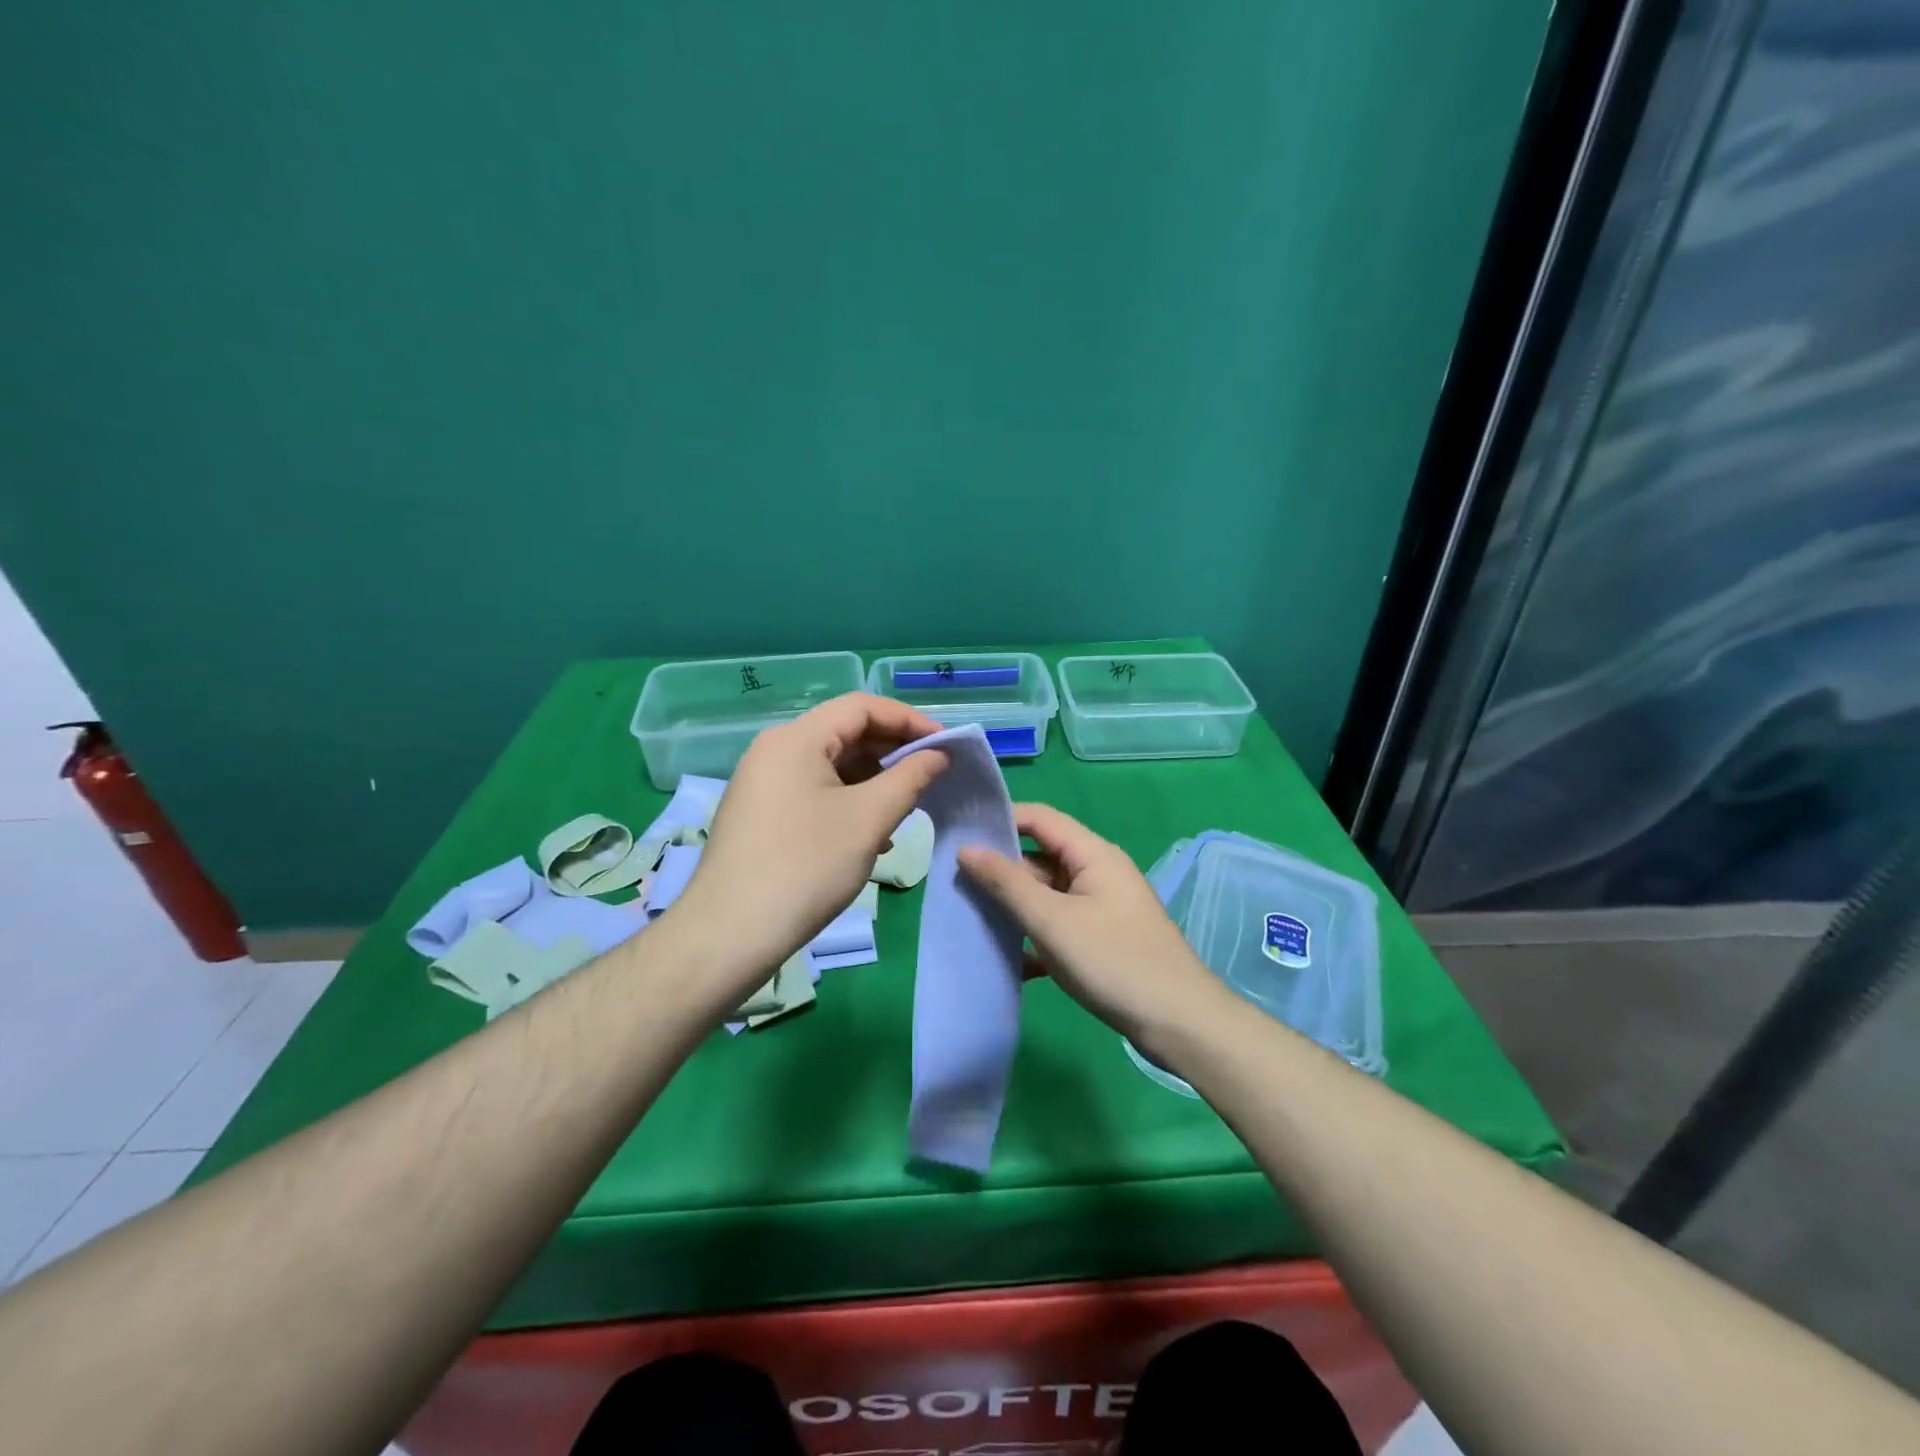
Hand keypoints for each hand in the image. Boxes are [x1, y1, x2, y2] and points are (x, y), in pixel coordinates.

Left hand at [672, 693, 947, 998]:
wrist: (729, 935)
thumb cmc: (806, 867)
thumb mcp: (869, 819)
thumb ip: (910, 778)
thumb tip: (938, 756)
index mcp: (796, 738)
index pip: (861, 707)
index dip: (909, 720)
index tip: (946, 746)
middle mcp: (775, 750)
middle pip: (845, 733)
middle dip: (893, 752)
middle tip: (932, 777)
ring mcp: (763, 783)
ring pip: (831, 766)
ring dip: (874, 781)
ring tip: (906, 810)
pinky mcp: (762, 814)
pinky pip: (814, 792)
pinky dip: (849, 802)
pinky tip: (871, 837)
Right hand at [958, 803, 1228, 1051]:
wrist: (1179, 1024)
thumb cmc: (1114, 962)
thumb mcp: (1052, 921)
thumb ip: (1007, 883)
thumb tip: (967, 848)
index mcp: (1092, 853)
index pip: (1039, 818)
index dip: (1000, 820)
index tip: (958, 835)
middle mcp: (1098, 871)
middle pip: (1040, 857)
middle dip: (1001, 870)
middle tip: (953, 885)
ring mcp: (1101, 907)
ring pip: (1047, 895)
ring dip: (1014, 907)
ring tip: (970, 920)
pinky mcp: (1102, 939)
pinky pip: (1059, 925)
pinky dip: (1035, 936)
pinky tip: (1008, 960)